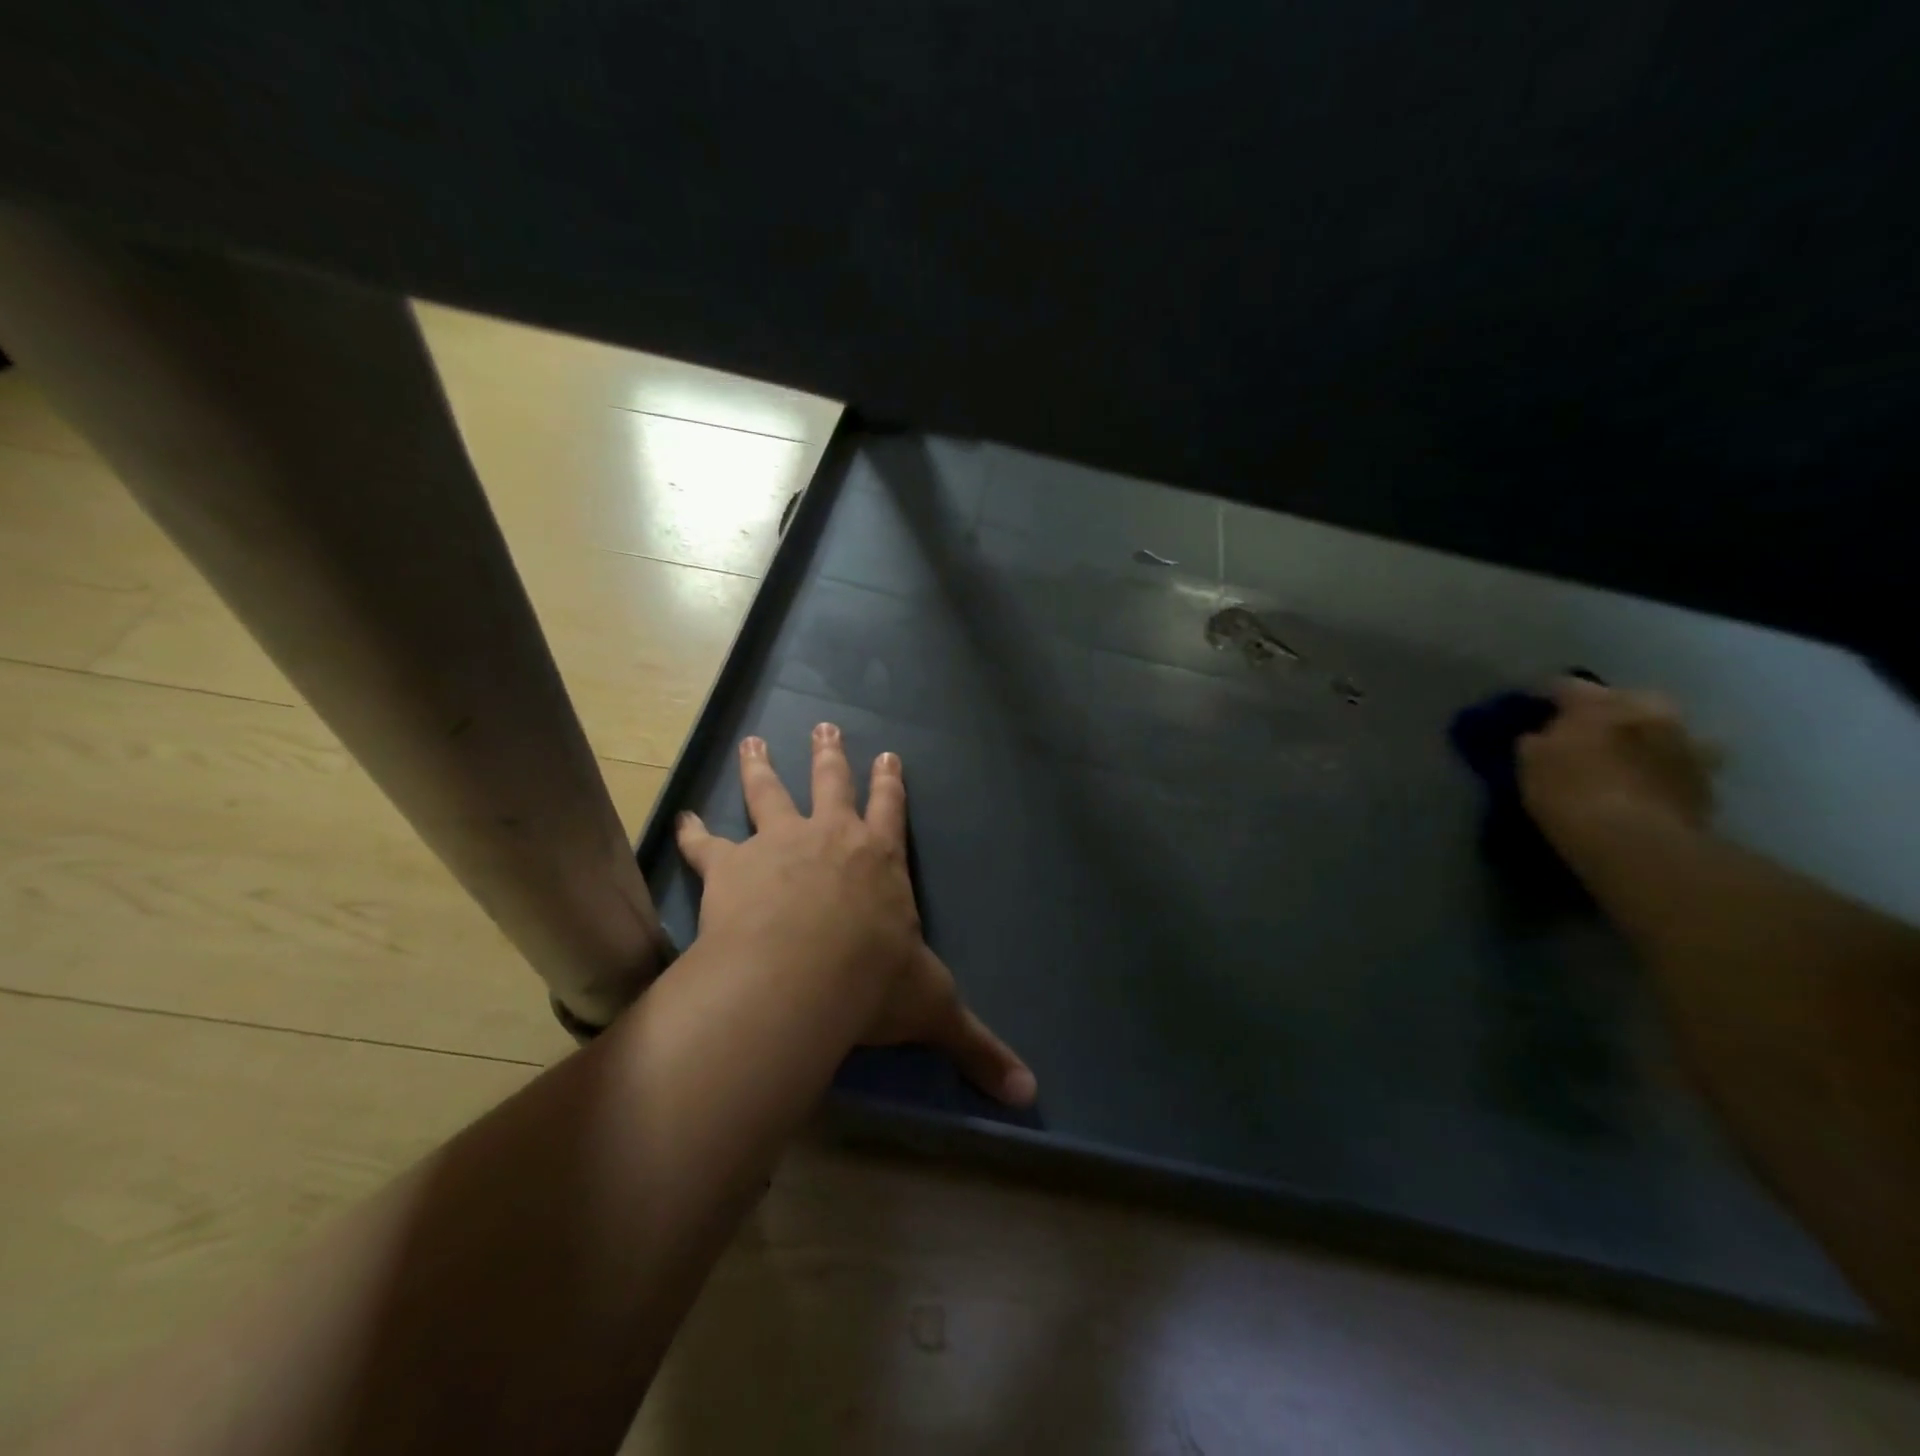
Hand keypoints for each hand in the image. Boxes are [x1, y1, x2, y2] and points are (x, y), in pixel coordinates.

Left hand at [675, 725, 1037, 1106]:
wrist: (800, 976)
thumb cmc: (872, 984)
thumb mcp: (933, 1012)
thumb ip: (977, 1049)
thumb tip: (1029, 1096)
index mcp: (880, 860)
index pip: (890, 810)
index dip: (891, 783)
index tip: (888, 755)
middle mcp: (831, 839)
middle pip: (832, 784)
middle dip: (831, 755)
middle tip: (824, 726)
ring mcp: (778, 846)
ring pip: (769, 795)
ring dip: (761, 768)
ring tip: (752, 742)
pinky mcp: (732, 867)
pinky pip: (708, 844)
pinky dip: (694, 833)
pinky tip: (682, 820)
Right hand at [1518, 678, 1713, 851]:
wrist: (1637, 843)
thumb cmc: (1570, 794)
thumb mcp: (1531, 764)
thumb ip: (1537, 741)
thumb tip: (1543, 736)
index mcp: (1601, 703)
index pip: (1566, 686)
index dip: (1546, 696)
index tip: (1533, 707)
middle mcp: (1649, 712)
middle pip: (1625, 699)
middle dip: (1607, 710)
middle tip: (1584, 730)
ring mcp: (1686, 744)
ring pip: (1661, 729)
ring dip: (1645, 737)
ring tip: (1625, 756)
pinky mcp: (1706, 781)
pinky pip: (1678, 763)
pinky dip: (1663, 767)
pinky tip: (1647, 783)